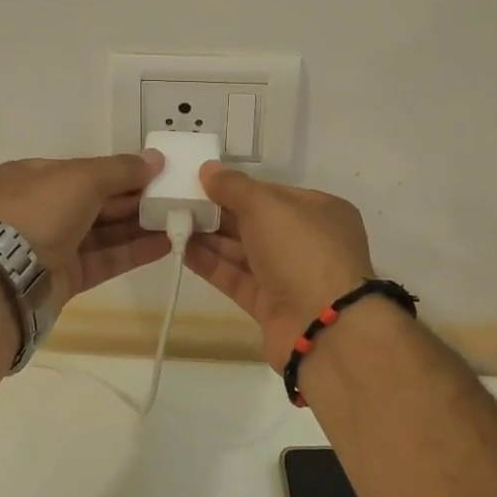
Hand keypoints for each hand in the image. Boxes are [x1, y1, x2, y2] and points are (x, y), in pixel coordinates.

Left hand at [0, 151, 168, 309]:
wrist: (4, 277)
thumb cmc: (39, 211)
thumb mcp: (82, 177)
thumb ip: (122, 169)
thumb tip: (156, 158)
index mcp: (32, 177)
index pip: (83, 170)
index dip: (120, 171)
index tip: (156, 173)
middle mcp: (40, 210)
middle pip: (95, 201)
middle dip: (134, 199)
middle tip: (175, 197)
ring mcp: (51, 246)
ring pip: (102, 232)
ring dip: (138, 226)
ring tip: (178, 220)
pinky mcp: (64, 278)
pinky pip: (104, 260)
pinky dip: (132, 252)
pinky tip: (164, 245)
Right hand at [182, 162, 375, 370]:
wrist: (324, 328)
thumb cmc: (302, 252)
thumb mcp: (267, 206)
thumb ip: (234, 186)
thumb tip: (208, 169)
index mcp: (321, 211)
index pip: (272, 193)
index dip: (237, 187)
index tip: (201, 182)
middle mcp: (308, 242)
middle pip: (256, 222)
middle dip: (218, 213)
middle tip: (179, 202)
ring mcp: (290, 276)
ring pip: (244, 251)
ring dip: (210, 238)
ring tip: (172, 223)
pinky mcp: (271, 306)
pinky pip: (237, 278)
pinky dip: (211, 264)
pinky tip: (181, 250)